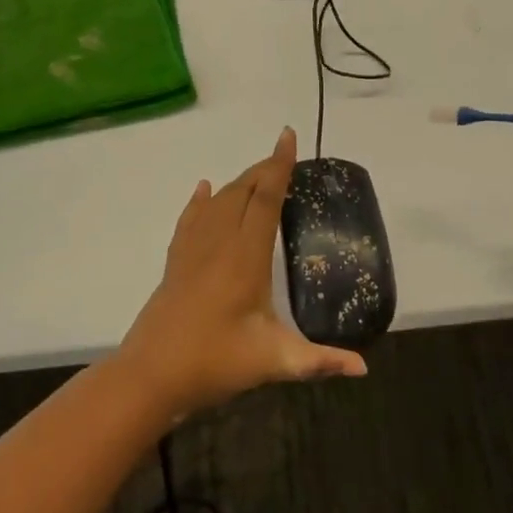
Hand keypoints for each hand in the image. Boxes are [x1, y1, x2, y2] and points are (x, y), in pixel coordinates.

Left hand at [118, 126, 366, 418]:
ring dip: (239, 182)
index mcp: (245, 256)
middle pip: (241, 190)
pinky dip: (200, 199)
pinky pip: (190, 218)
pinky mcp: (176, 261)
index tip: (288, 135)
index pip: (265, 199)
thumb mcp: (273, 361)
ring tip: (258, 174)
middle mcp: (219, 242)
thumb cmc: (213, 363)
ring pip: (217, 200)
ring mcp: (192, 250)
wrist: (149, 377)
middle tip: (284, 159)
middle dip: (263, 169)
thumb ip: (319, 361)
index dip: (279, 165)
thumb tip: (363, 368)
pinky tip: (203, 188)